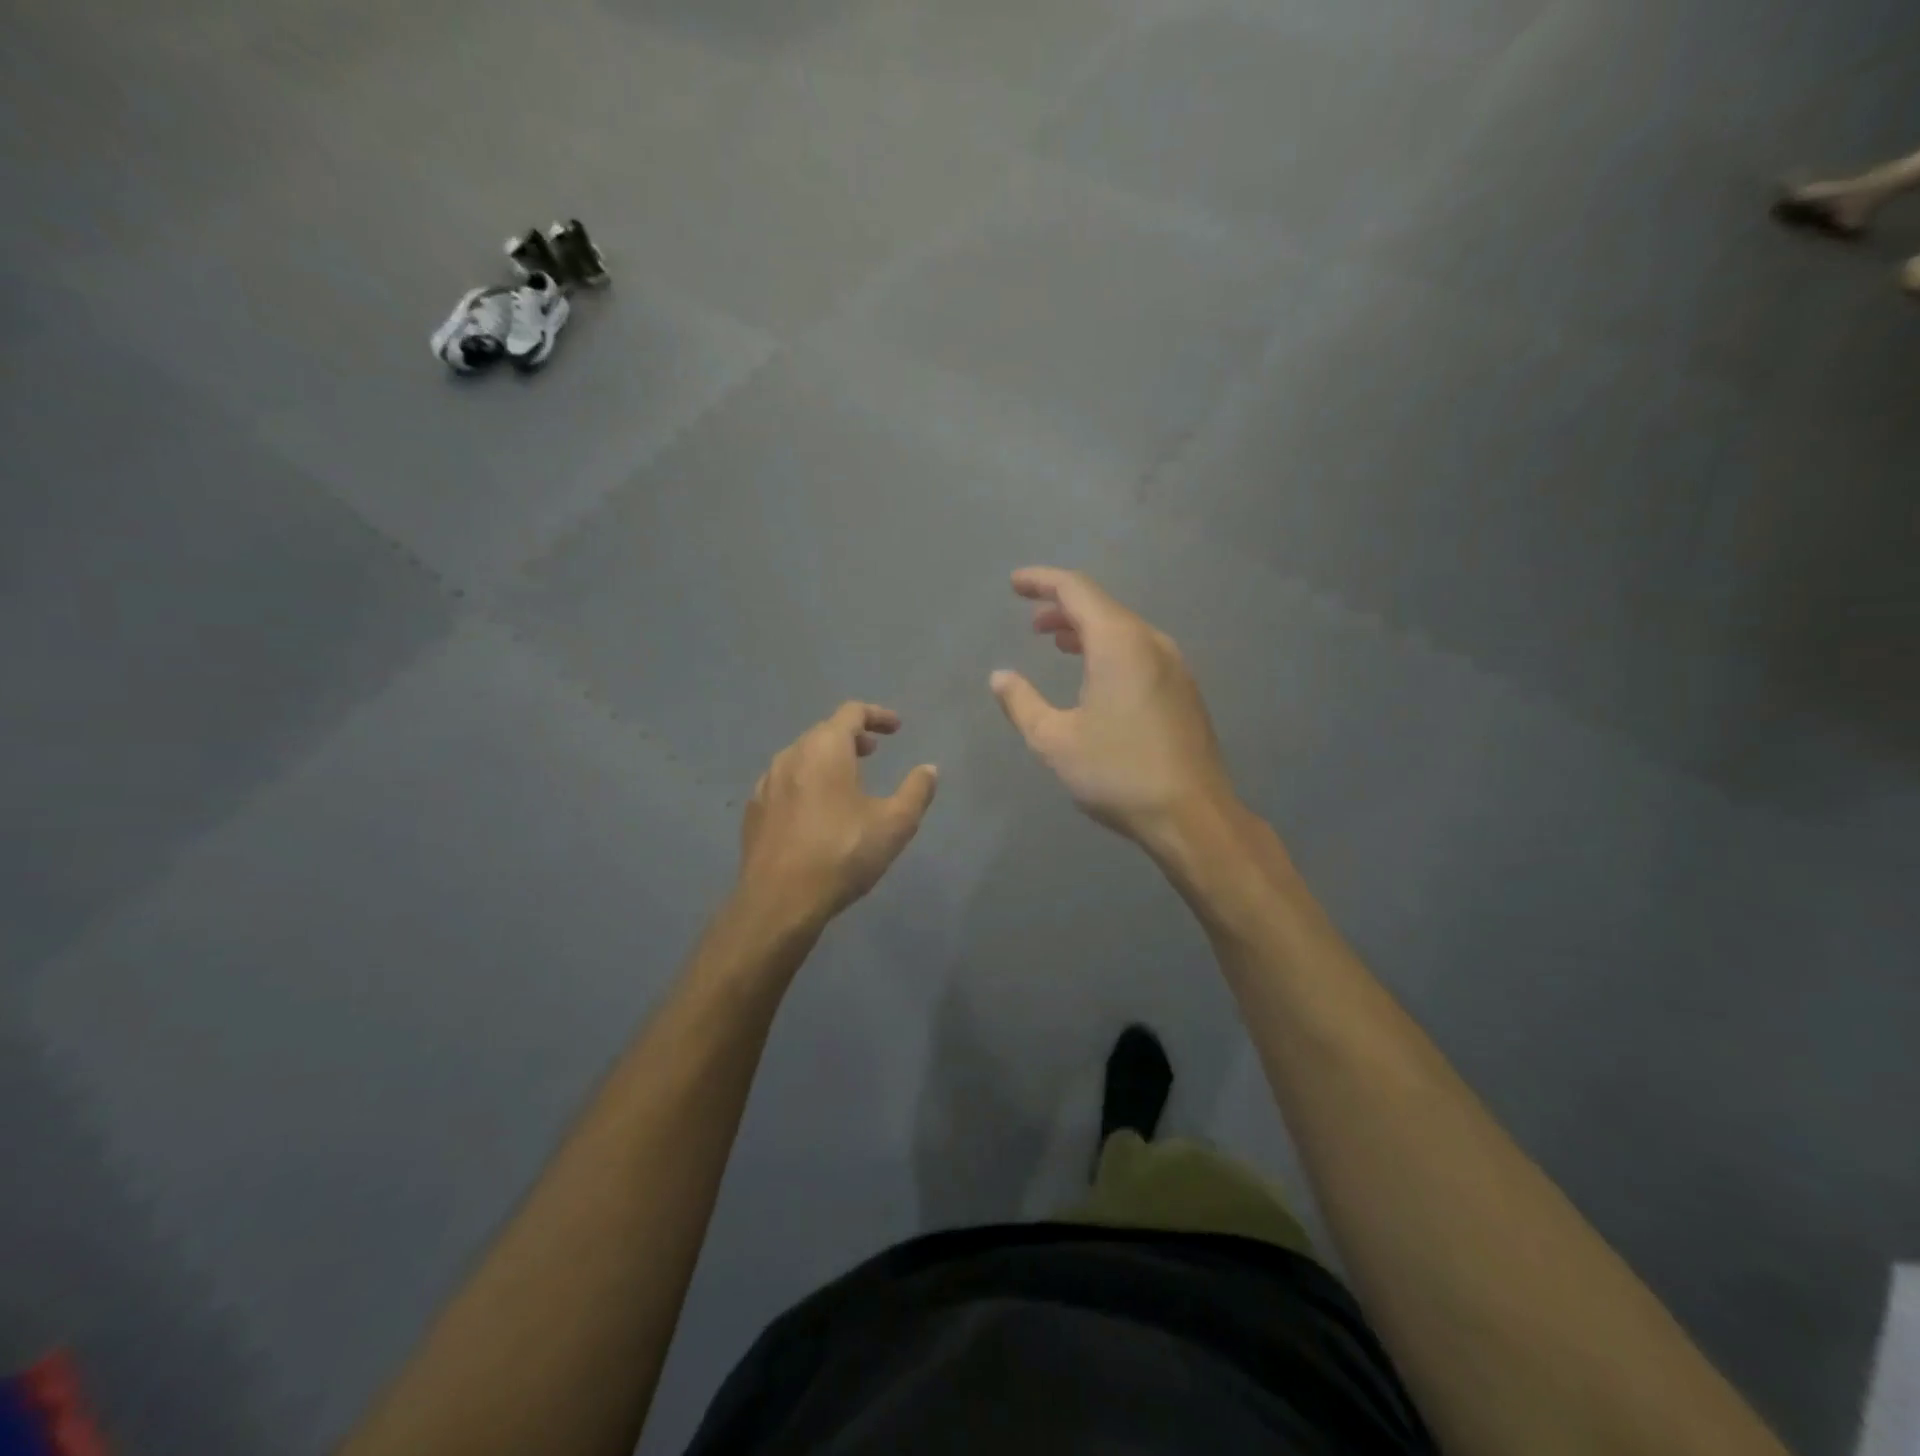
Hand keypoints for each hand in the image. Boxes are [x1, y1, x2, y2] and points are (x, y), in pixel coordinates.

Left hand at [737, 702, 938, 929]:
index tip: (896, 729)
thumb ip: (916, 791)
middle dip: (851, 737)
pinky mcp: (754, 811)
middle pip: (823, 732)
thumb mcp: (895, 824)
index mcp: (825, 749)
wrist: (779, 901)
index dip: (877, 715)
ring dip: (827, 760)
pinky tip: (815, 810)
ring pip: (801, 757)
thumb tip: (929, 769)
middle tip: (873, 753)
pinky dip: (805, 783)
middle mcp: (791, 756)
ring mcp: (766, 783)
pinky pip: (784, 783)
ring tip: (846, 781)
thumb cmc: (842, 854)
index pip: (851, 713)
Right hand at [990, 567, 1236, 852]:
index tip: (1015, 584)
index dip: (1042, 581)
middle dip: (1063, 608)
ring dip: (1087, 631)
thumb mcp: (1055, 741)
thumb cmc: (1117, 772)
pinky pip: (1140, 652)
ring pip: (1124, 631)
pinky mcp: (1183, 691)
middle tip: (1032, 621)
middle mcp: (1151, 643)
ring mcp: (1174, 667)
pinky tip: (1095, 677)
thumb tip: (1000, 676)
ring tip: (1057, 643)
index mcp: (1119, 643)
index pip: (1077, 590)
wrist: (1192, 816)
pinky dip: (1109, 650)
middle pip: (1103, 607)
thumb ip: (1022, 703)